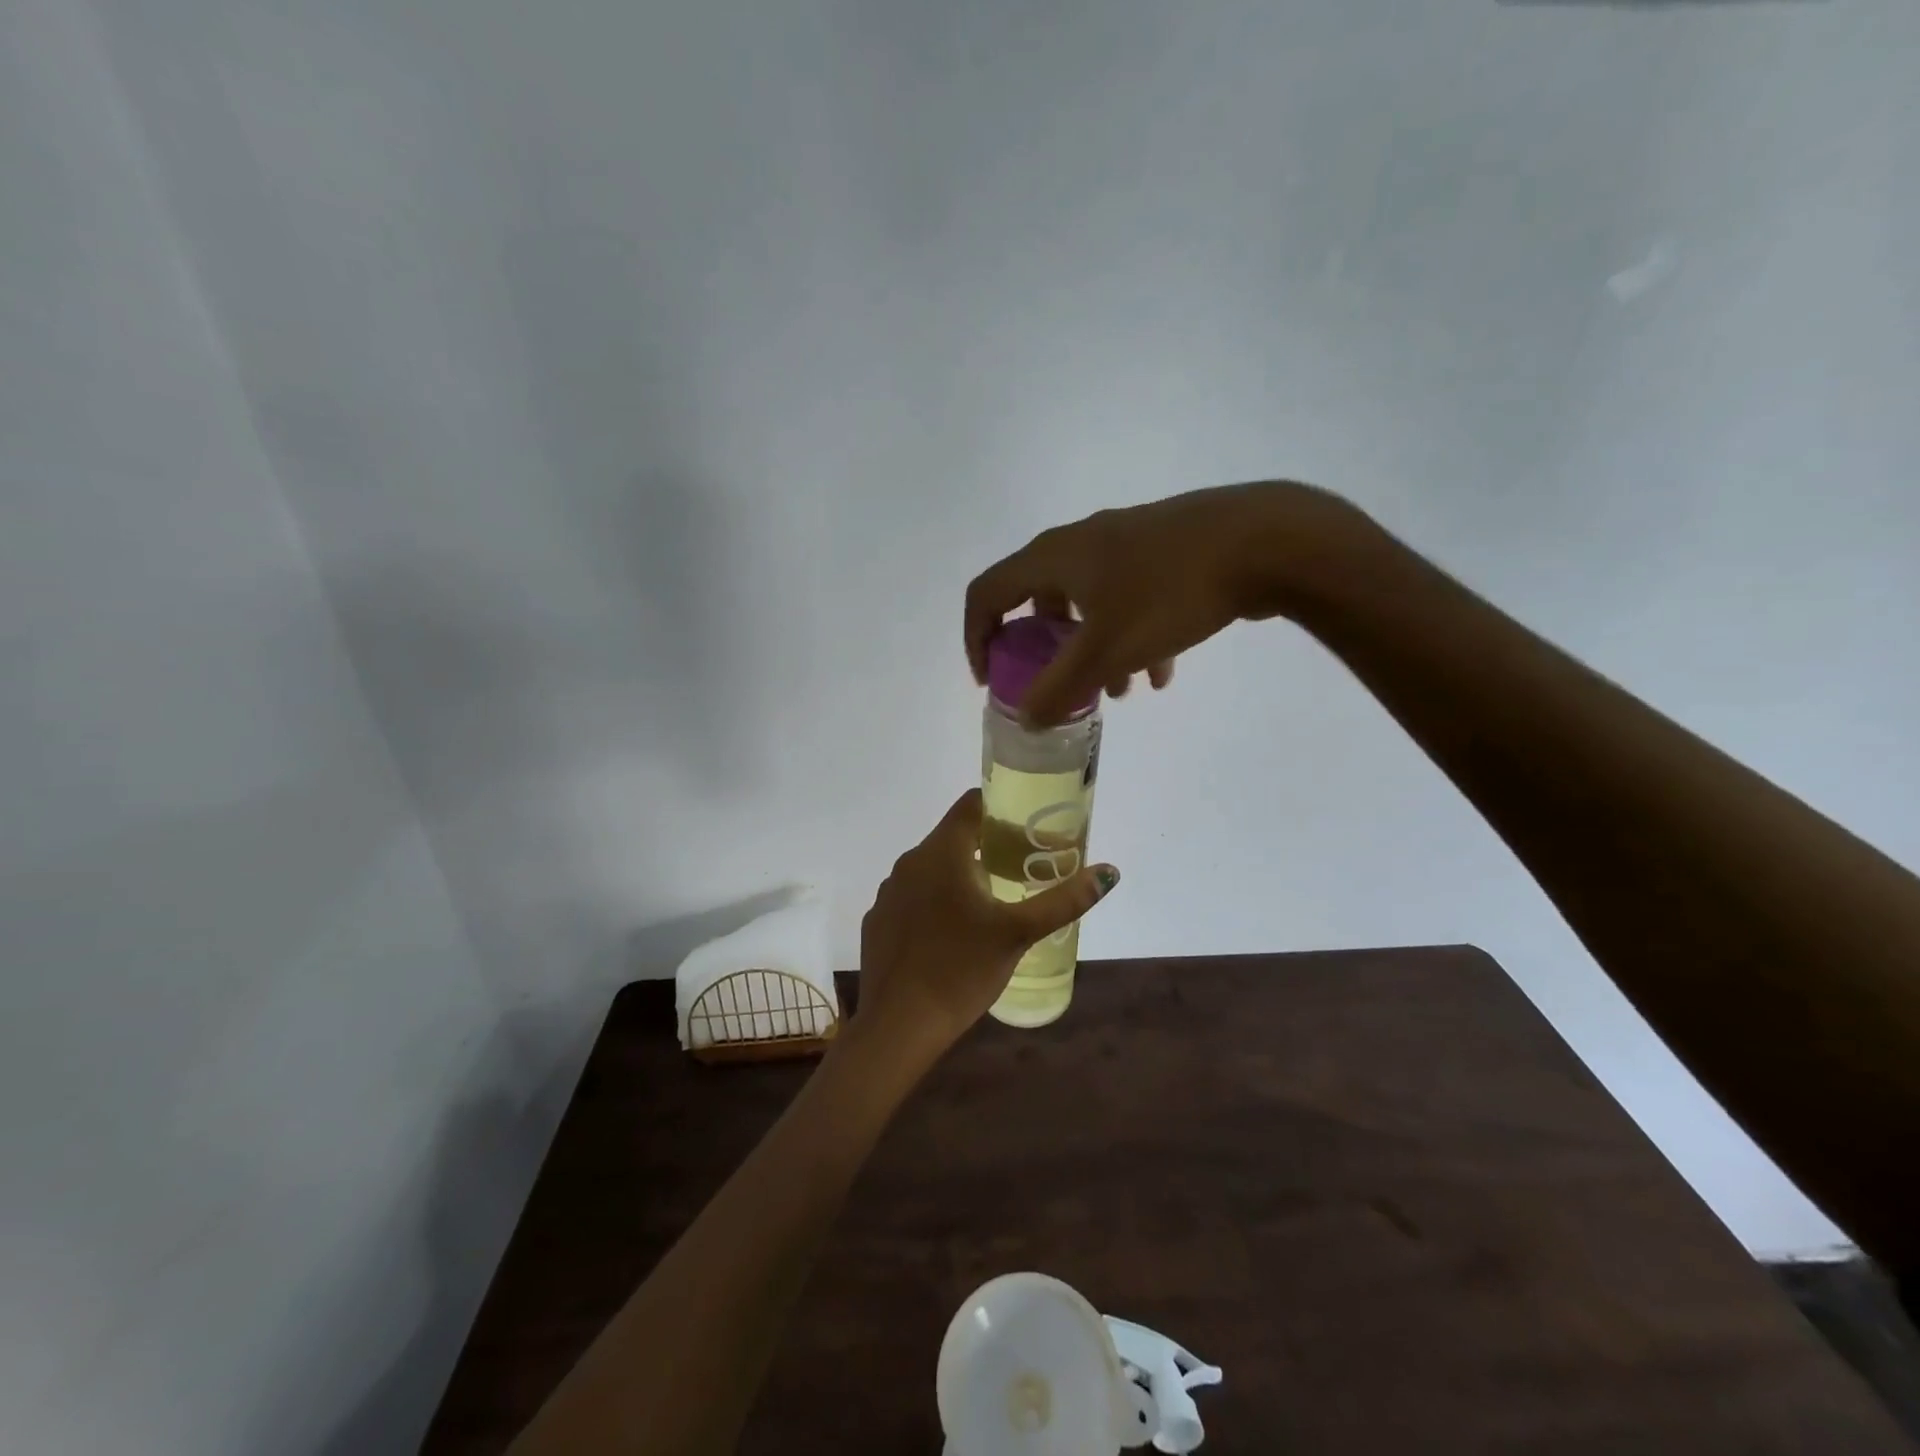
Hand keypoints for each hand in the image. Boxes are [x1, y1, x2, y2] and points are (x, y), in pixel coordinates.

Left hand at [853, 789, 1118, 1056]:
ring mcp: (889, 892)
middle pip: (953, 836)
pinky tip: (954, 932)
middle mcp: (909, 862)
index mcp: (941, 852)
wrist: (898, 1025)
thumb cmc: (961, 969)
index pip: (970, 804)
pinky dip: (936, 901)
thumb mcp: (1019, 933)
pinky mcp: (878, 920)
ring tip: (993, 900)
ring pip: (932, 868)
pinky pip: (913, 897)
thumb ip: (1064, 900)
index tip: (1028, 826)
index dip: (1001, 806)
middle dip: (988, 845)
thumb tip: (1109, 872)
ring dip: (962, 874)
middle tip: (1023, 866)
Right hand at [963, 480, 1362, 724]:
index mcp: (1054, 557)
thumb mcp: (1107, 651)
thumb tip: (1025, 718)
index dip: (977, 639)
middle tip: (1057, 688)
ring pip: (1089, 605)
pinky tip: (1162, 672)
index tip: (992, 682)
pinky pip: (1128, 598)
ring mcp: (1125, 542)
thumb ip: (1058, 690)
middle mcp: (1081, 542)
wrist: (1265, 541)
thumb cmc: (1170, 593)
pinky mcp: (1163, 550)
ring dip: (1093, 652)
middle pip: (1039, 602)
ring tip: (1119, 694)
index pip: (987, 593)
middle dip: (1046, 654)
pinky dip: (1132, 638)